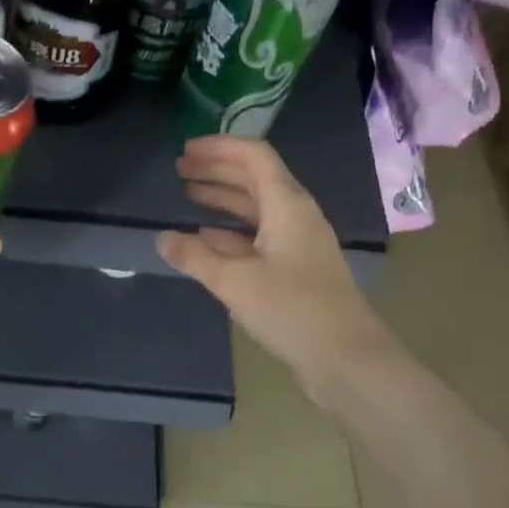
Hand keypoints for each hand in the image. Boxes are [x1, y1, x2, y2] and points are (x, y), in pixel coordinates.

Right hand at [158, 135, 400, 407]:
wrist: (346, 359)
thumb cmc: (292, 310)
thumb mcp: (234, 282)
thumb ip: (195, 257)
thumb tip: (162, 239)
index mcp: (287, 205)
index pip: (254, 157)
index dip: (219, 148)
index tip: (185, 149)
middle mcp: (295, 216)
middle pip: (254, 179)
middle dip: (217, 170)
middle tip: (179, 169)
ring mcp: (296, 244)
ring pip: (255, 208)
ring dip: (222, 198)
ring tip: (187, 194)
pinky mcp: (294, 269)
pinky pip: (257, 236)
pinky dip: (230, 231)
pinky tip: (205, 238)